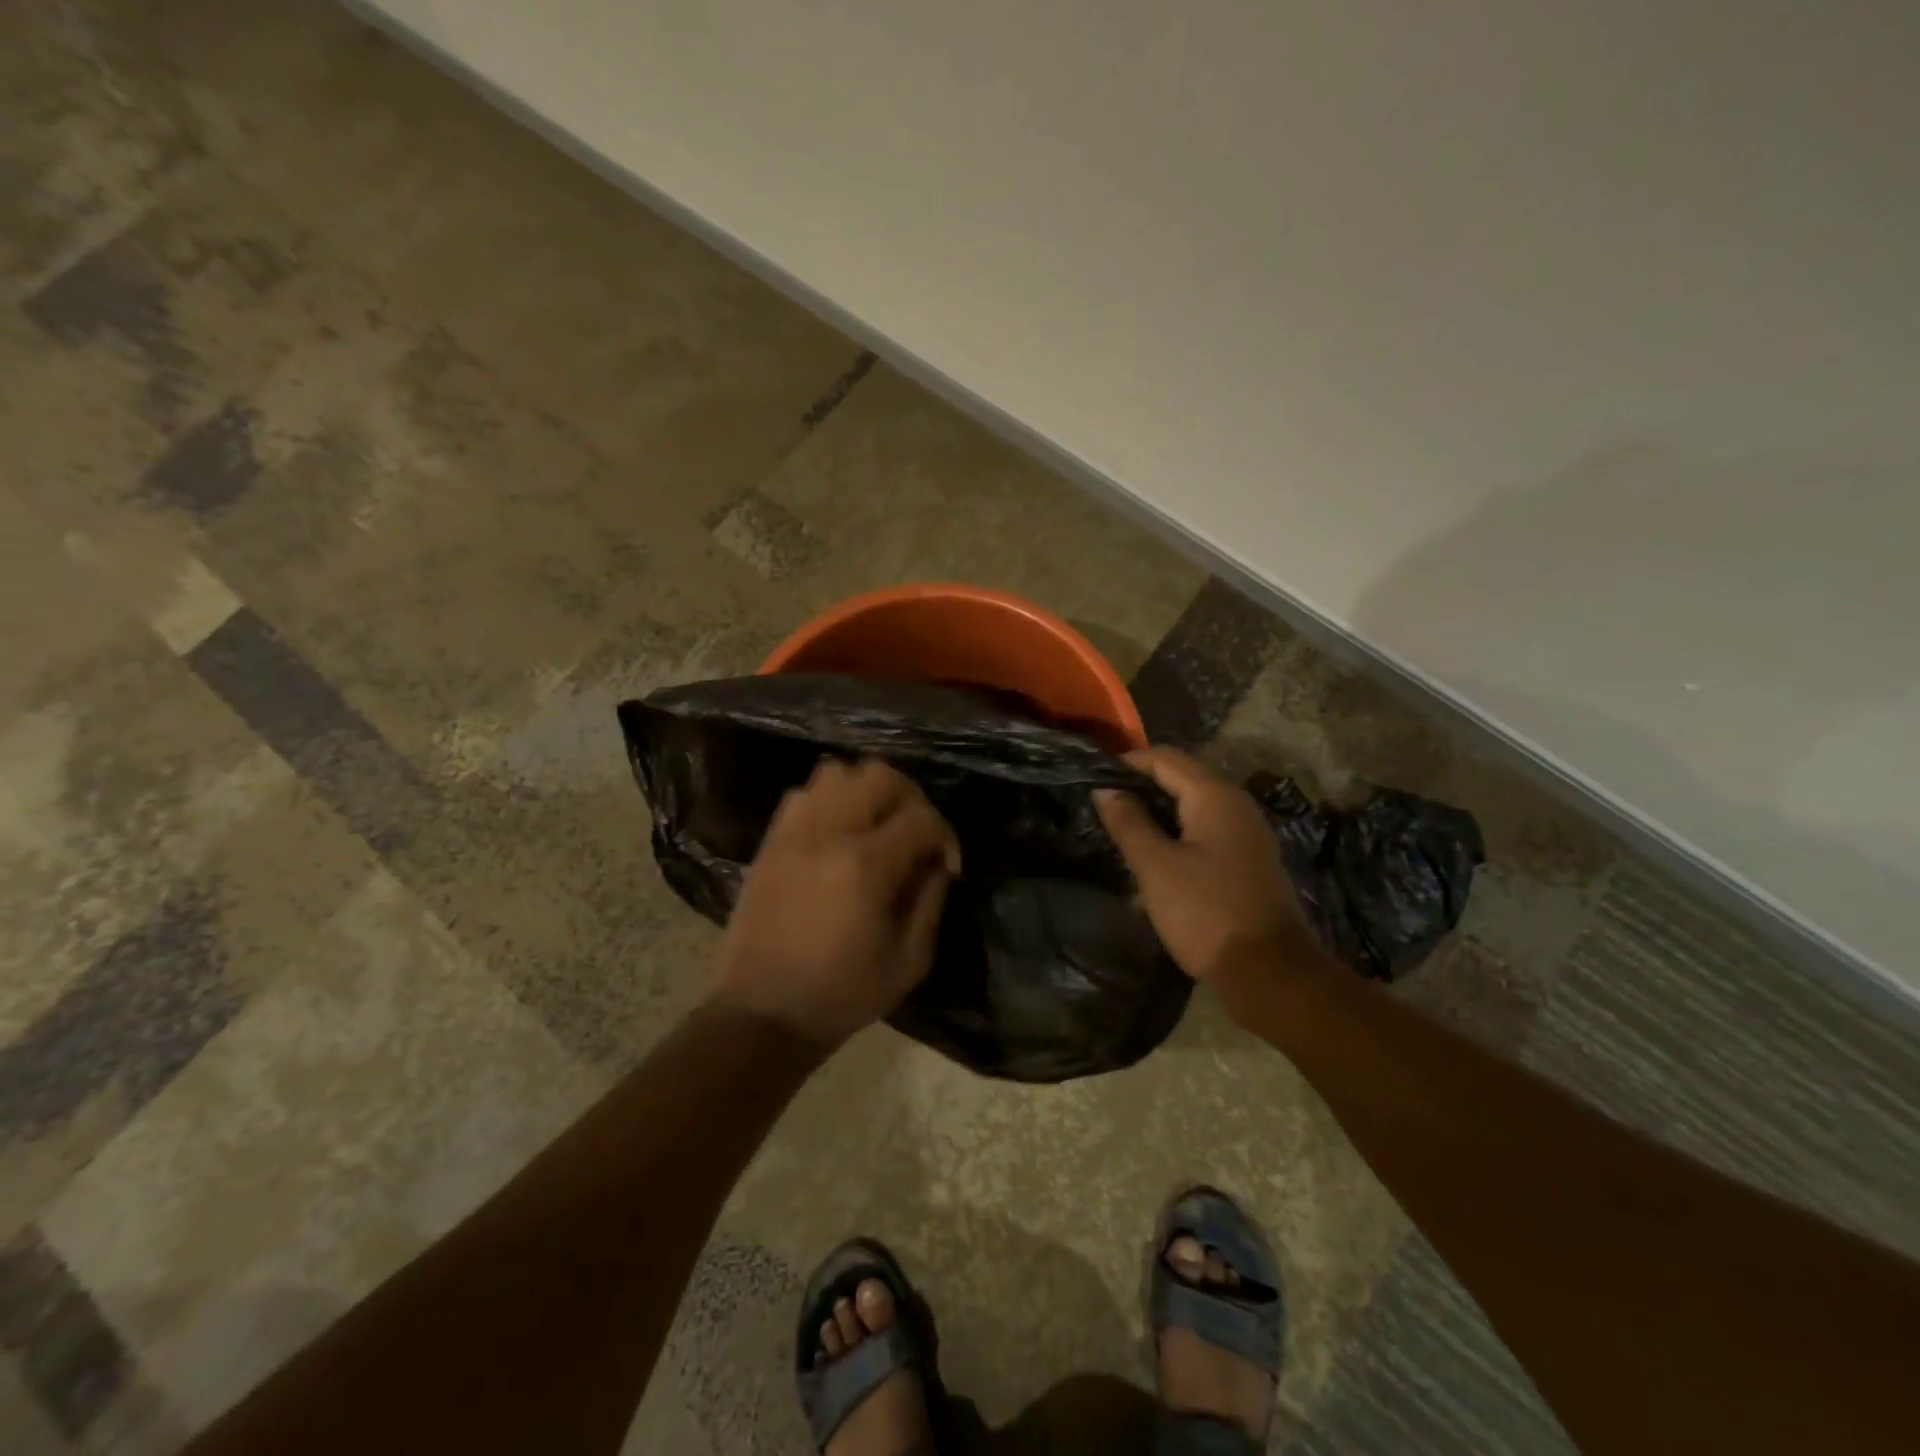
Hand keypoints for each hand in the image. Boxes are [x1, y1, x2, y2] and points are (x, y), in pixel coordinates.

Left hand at [715, 757, 960, 1048]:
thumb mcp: (909, 961)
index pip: (921, 817)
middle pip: (880, 775)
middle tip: (916, 835)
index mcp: (866, 865)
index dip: (946, 836)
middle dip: (911, 799)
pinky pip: (804, 794)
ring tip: (876, 827)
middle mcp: (828, 833)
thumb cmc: (842, 995)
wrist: (762, 1014)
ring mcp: (794, 832)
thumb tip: (937, 863)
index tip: (947, 866)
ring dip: (867, 792)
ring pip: (838, 773)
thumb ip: (931, 900)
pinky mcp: (771, 841)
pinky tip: (839, 835)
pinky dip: (830, 800)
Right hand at [1095, 746, 1314, 987]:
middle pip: (1181, 779)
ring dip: (1157, 816)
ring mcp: (1247, 834)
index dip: (1127, 763)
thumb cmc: (1206, 913)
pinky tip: (1154, 862)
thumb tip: (1105, 790)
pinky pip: (1206, 833)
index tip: (1092, 780)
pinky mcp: (1248, 861)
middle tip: (1103, 809)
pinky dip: (1177, 837)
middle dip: (1140, 789)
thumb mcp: (1155, 866)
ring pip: (1192, 808)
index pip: (1165, 758)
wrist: (1270, 973)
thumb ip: (1128, 822)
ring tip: (1121, 835)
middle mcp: (1236, 805)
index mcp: (1215, 797)